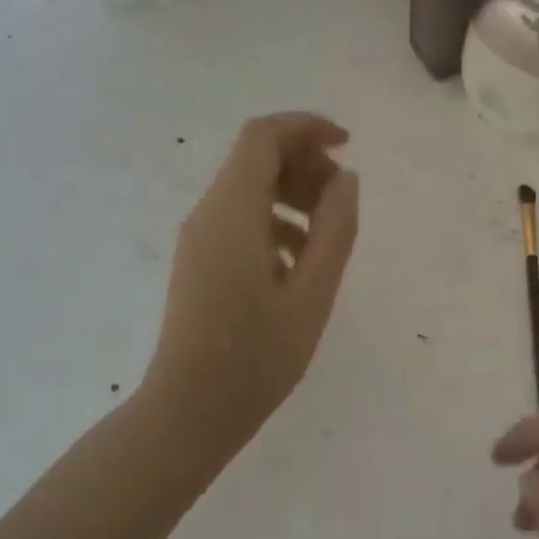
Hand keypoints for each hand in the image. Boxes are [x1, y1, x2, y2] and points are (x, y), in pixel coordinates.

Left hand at [147, 113, 358, 452]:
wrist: (191, 410)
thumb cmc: (257, 355)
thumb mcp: (313, 292)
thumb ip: (335, 228)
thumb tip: (344, 180)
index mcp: (232, 211)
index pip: (263, 136)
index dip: (307, 128)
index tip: (347, 146)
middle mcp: (208, 213)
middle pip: (255, 158)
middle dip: (304, 164)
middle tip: (342, 200)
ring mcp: (199, 238)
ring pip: (248, 189)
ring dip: (292, 194)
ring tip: (327, 235)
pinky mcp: (199, 261)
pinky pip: (239, 219)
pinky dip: (275, 221)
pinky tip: (299, 263)